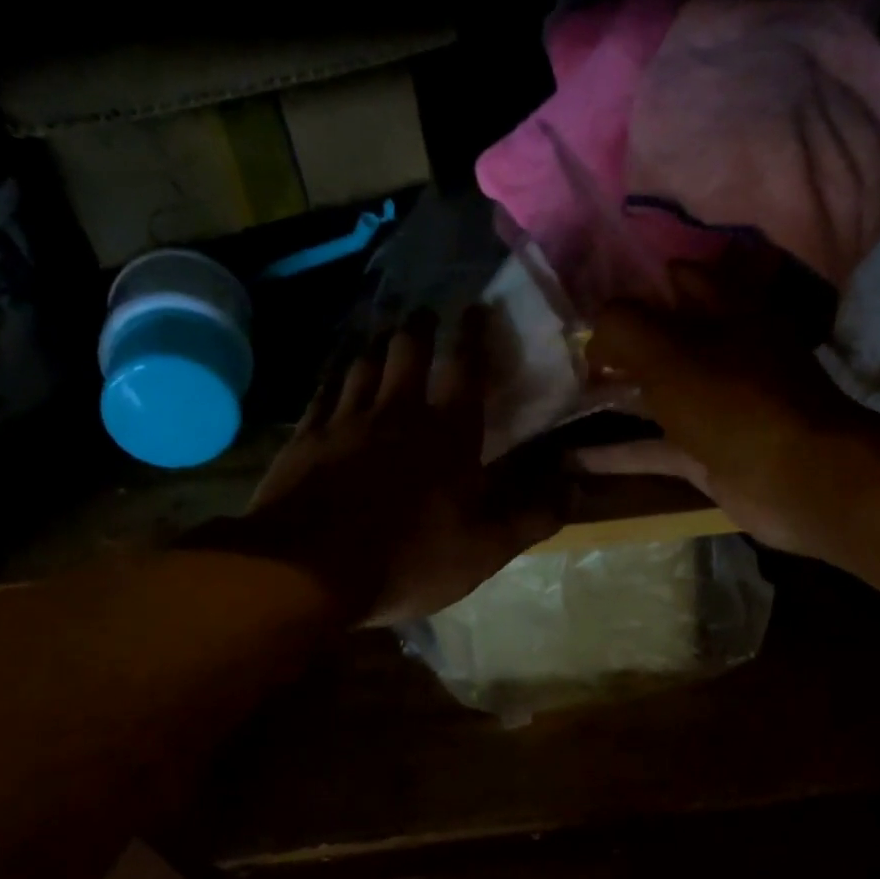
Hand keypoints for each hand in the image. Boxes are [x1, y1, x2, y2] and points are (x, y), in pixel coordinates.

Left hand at [201, 308, 566, 624]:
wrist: (306, 570)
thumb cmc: (408, 559)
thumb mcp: (485, 549)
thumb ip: (532, 515)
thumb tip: (575, 486)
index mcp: (447, 433)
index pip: (466, 369)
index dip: (474, 335)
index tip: (476, 307)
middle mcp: (396, 412)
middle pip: (407, 352)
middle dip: (420, 328)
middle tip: (425, 314)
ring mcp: (345, 421)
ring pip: (363, 364)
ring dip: (377, 344)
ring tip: (383, 334)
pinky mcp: (305, 438)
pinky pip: (322, 391)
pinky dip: (334, 374)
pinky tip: (335, 371)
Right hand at [582, 261, 879, 558]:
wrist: (797, 480)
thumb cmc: (732, 401)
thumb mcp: (668, 351)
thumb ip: (621, 328)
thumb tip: (592, 333)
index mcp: (724, 310)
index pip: (676, 278)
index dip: (634, 284)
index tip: (588, 300)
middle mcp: (722, 352)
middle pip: (662, 338)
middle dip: (616, 344)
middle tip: (564, 353)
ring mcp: (715, 406)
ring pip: (655, 394)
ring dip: (613, 396)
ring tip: (561, 398)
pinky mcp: (706, 453)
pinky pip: (653, 447)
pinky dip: (618, 453)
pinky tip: (574, 459)